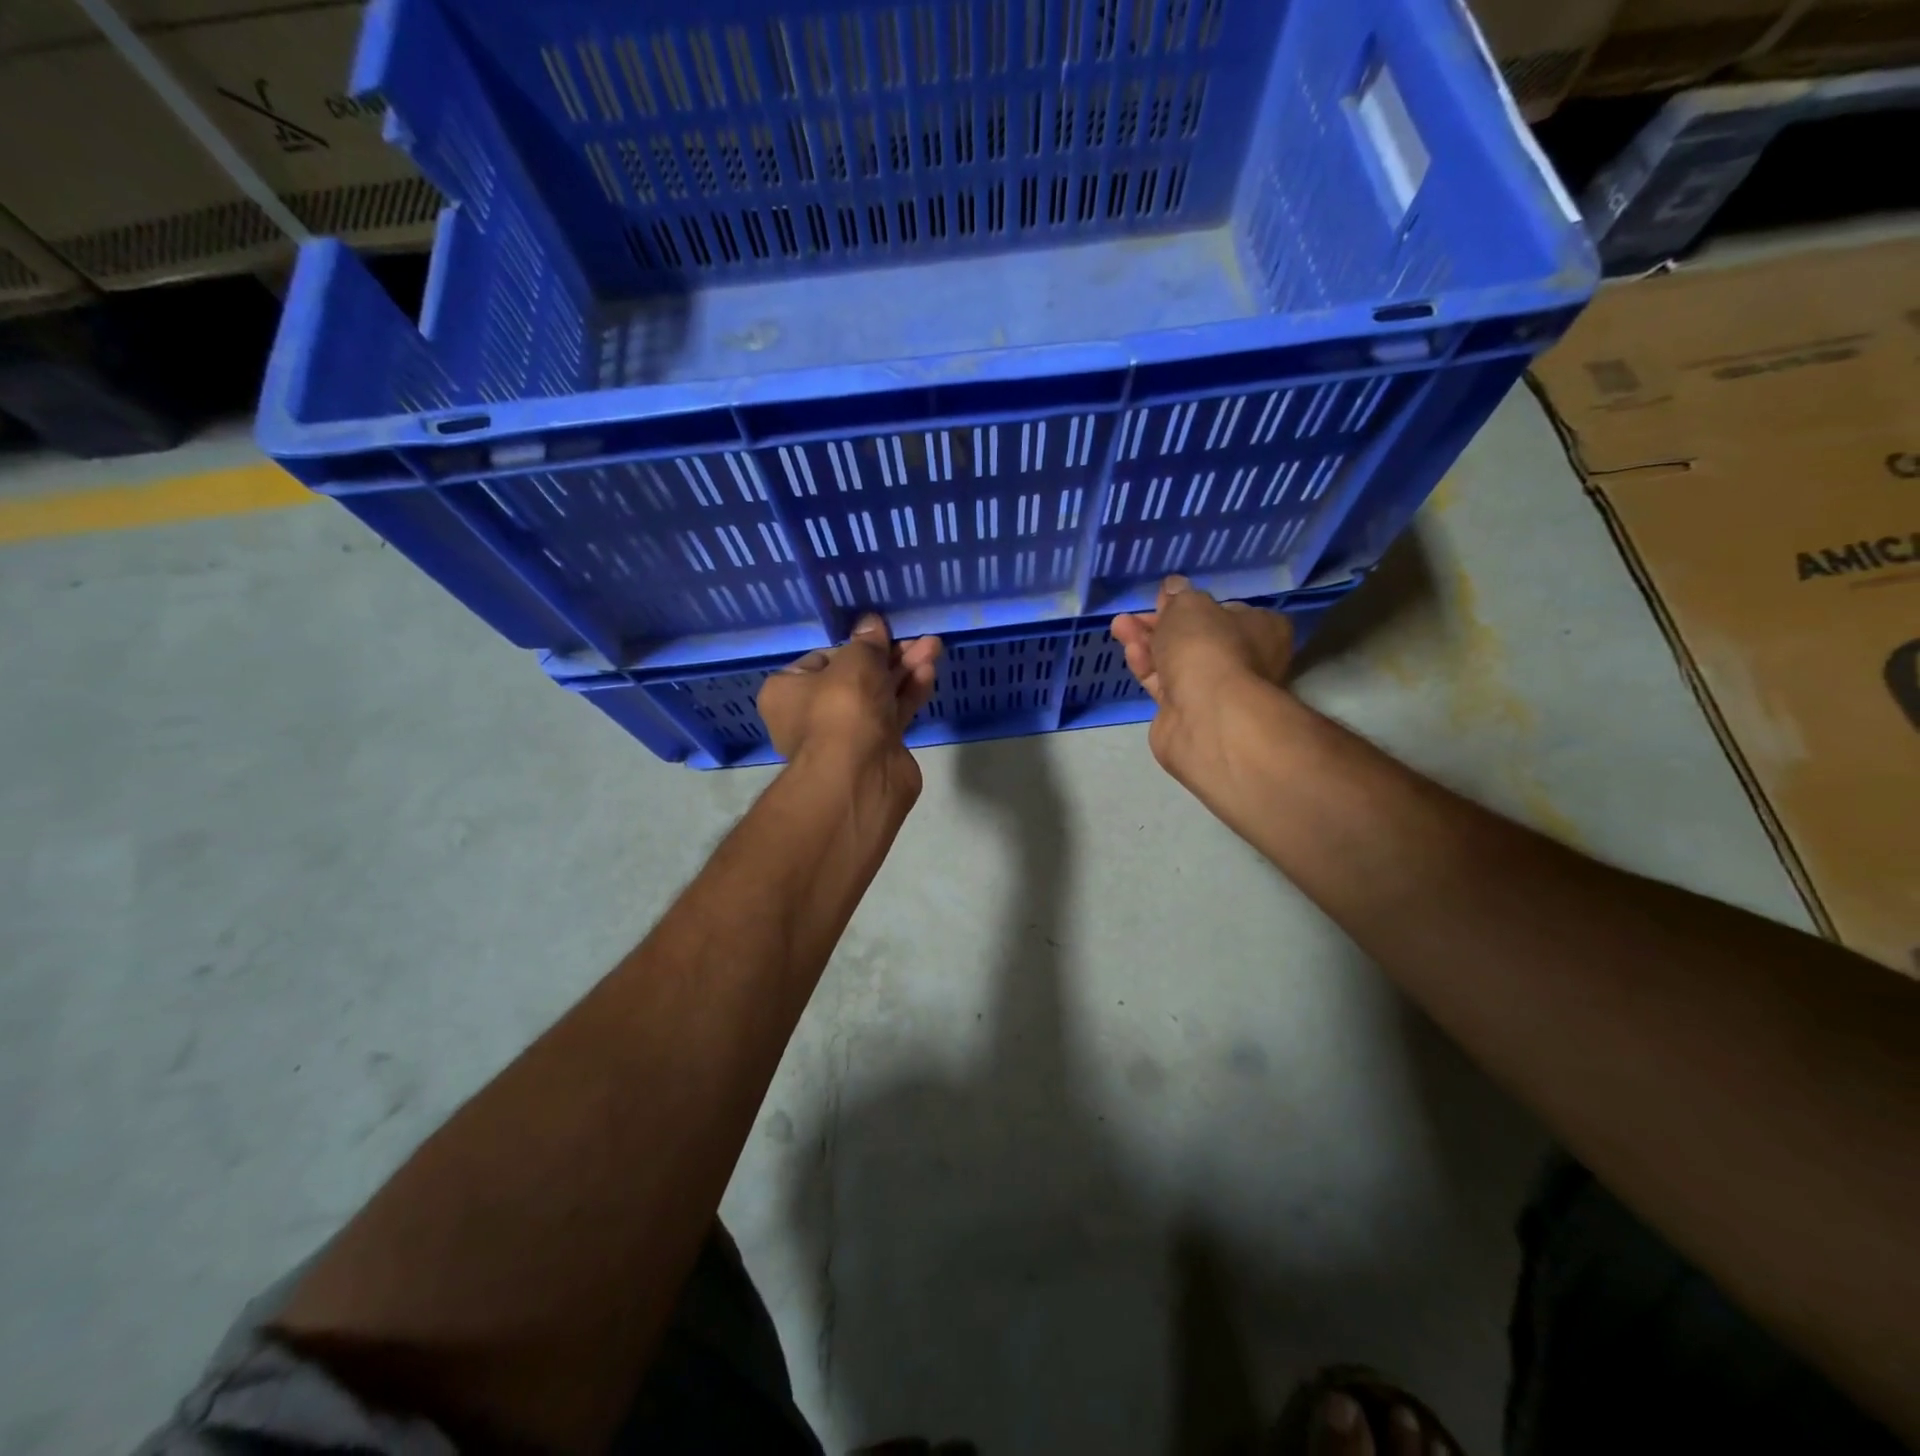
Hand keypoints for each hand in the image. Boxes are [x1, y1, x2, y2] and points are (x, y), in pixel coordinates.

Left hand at [758, 614, 941, 788]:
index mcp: (788, 691)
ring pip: (879, 694)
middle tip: (916, 638)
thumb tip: (871, 623)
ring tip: (933, 646)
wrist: (860, 775)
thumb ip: (867, 642)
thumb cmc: (842, 708)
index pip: (822, 659)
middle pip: (855, 676)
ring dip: (905, 670)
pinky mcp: (877, 748)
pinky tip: (929, 672)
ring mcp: (847, 734)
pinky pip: (894, 713)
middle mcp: (813, 713)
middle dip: (888, 656)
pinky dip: (910, 692)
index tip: (879, 634)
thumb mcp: (855, 661)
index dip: (853, 646)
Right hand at [1110, 576, 1293, 778]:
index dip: (1193, 605)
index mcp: (1262, 629)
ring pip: (1177, 661)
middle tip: (1134, 614)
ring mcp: (1217, 690)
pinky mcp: (1189, 713)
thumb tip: (1175, 587)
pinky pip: (1165, 684)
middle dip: (1161, 624)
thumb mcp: (1190, 606)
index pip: (1227, 612)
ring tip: (1119, 626)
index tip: (1164, 599)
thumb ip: (1179, 597)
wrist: (1206, 714)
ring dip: (1147, 643)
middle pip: (1197, 638)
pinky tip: (1130, 652)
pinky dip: (1147, 667)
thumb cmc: (1208, 646)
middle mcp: (1245, 661)